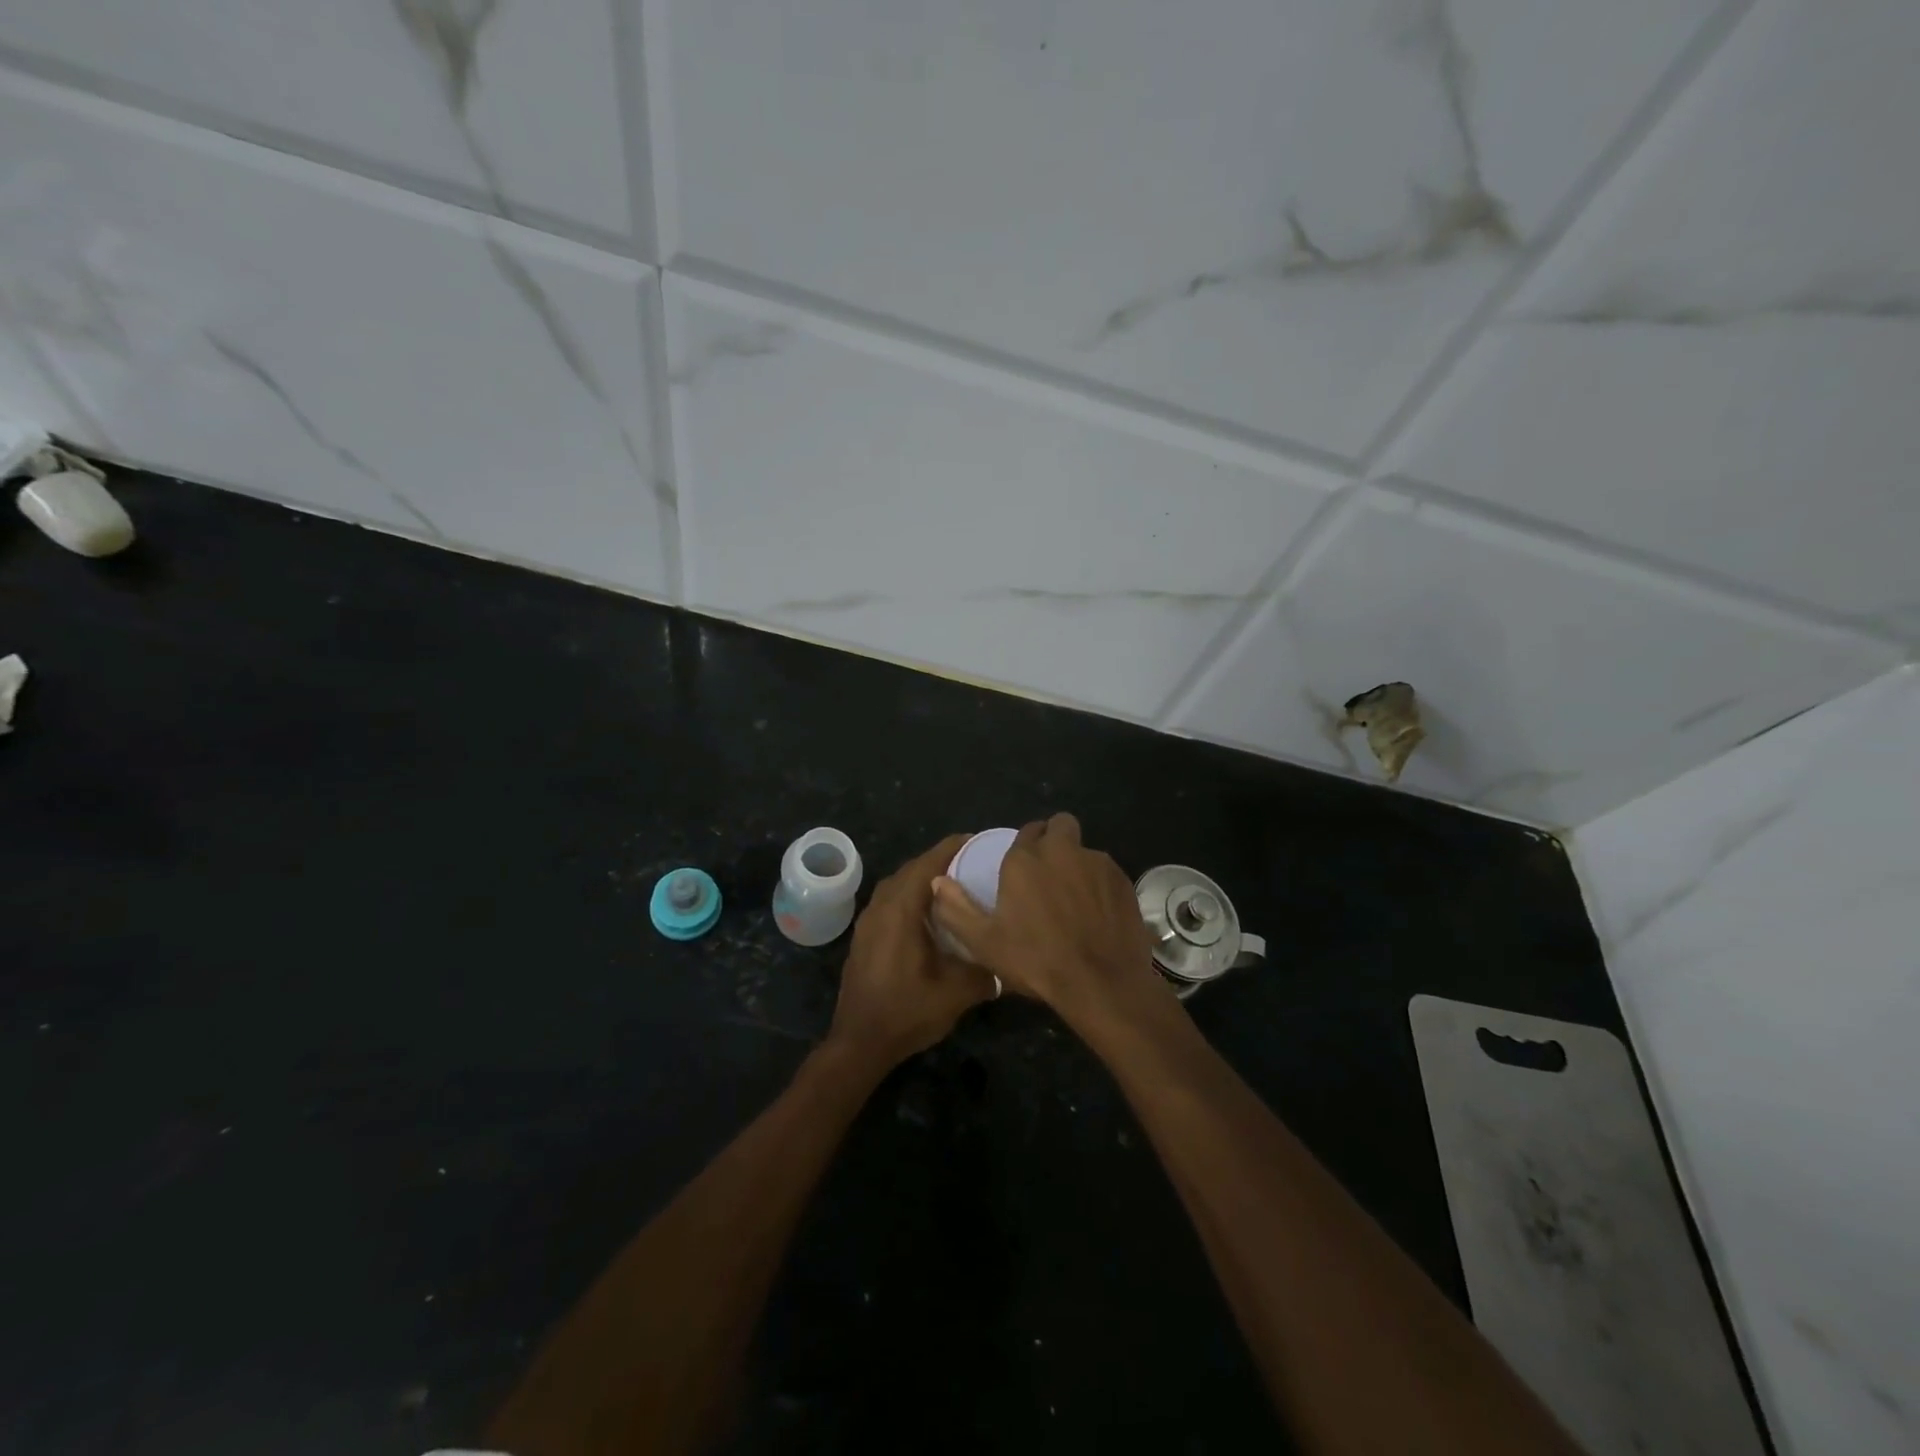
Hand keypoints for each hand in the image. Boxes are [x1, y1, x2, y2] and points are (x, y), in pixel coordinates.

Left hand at [827, 835, 997, 1070]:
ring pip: (898, 885)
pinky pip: (890, 901)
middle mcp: (882, 905)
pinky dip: (910, 897)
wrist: (859, 1042)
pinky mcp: (864, 936)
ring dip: (924, 879)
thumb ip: (986, 970)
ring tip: (954, 886)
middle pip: (912, 869)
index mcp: (902, 909)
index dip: (954, 847)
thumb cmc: (906, 1011)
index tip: (979, 841)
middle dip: (941, 861)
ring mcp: (868, 920)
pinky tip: (929, 916)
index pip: (929, 862)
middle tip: (974, 864)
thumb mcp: (957, 993)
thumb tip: (1008, 961)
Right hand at [929, 814, 1164, 1024]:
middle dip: (1055, 839)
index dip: (1026, 845)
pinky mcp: (1123, 880)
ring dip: (1078, 864)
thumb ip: (957, 909)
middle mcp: (1062, 850)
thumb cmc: (1037, 961)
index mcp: (1026, 859)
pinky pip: (1107, 872)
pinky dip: (1100, 885)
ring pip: (1085, 850)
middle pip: (1061, 825)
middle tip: (1050, 873)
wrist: (1101, 984)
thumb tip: (938, 882)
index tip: (1024, 869)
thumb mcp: (985, 943)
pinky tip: (1097, 914)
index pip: (1027, 830)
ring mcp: (1097, 863)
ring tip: (1075, 900)